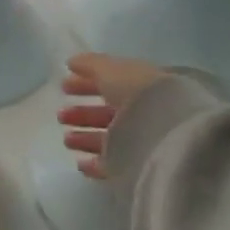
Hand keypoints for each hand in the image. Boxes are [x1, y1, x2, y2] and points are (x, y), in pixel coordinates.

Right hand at [58, 53, 166, 180]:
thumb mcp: (112, 71)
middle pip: (109, 113)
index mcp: (141, 86)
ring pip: (110, 139)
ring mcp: (143, 140)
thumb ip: (90, 65)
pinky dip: (95, 162)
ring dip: (85, 137)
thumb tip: (71, 62)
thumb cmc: (140, 95)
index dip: (86, 83)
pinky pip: (114, 164)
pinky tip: (80, 162)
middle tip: (60, 115)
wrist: (168, 135)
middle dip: (83, 113)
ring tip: (66, 139)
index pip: (111, 83)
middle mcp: (145, 113)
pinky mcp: (140, 167)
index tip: (63, 86)